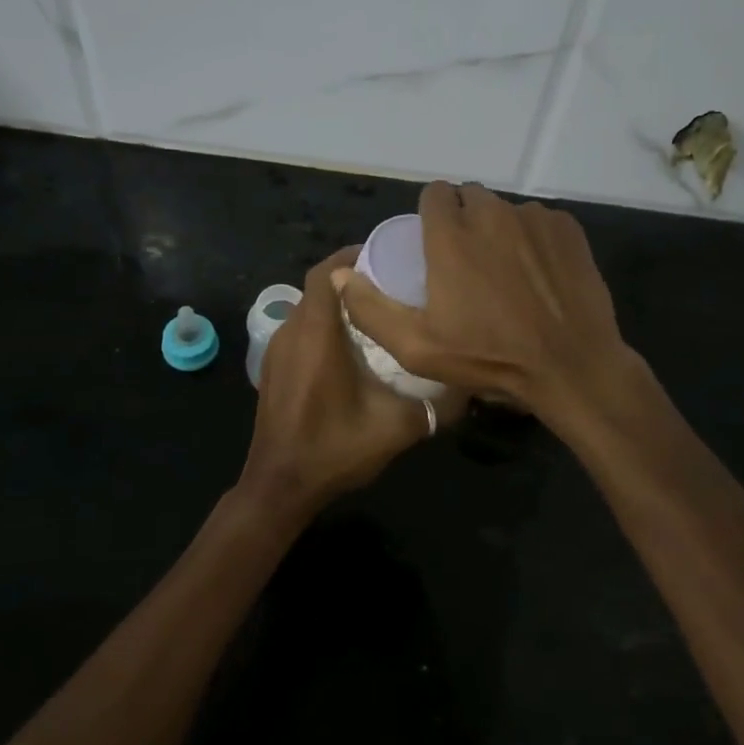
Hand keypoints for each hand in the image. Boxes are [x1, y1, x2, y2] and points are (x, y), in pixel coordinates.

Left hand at [239, 247, 459, 519]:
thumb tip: (471, 388)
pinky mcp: (272, 368)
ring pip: (308, 308)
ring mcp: (276, 351)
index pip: (325, 273)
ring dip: (337, 304)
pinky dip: (323, 325)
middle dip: (351, 279)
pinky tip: (352, 348)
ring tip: (377, 313)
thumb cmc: (333, 450)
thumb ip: (436, 406)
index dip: (351, 257)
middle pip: (318, 287)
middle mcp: (291, 333)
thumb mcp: (395, 428)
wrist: (279, 487)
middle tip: (391, 285)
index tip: (385, 257)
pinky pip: (300, 330)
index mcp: (316, 336)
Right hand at [336, 182, 637, 428]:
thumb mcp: (416, 347)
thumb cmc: (488, 357)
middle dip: (464, 219)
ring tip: (506, 271)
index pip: (435, 194)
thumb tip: (340, 275)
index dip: (431, 214)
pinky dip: (534, 238)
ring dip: (500, 230)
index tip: (434, 243)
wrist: (569, 366)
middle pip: (470, 197)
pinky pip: (540, 221)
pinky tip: (538, 273)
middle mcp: (492, 214)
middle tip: (467, 261)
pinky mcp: (567, 229)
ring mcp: (534, 218)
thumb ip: (370, 309)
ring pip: (506, 210)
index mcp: (452, 235)